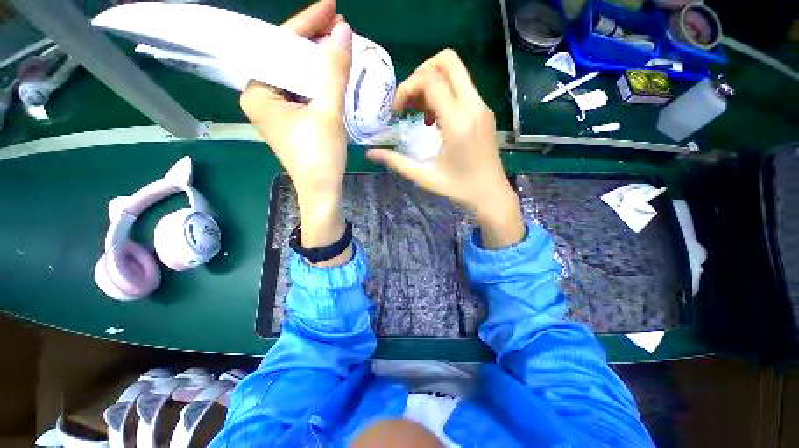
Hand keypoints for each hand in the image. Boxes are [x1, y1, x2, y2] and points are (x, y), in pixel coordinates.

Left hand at [240, 0, 351, 264]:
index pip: (280, 46)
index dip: (307, 24)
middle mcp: (261, 96)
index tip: (331, 7)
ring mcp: (276, 109)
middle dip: (314, 41)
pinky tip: (334, 71)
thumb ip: (334, 70)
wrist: (322, 191)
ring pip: (297, 74)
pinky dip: (320, 80)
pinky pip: (304, 90)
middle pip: (288, 58)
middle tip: (339, 26)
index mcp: (258, 92)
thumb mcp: (328, 112)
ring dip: (319, 60)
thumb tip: (344, 31)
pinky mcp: (291, 119)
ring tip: (340, 43)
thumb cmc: (321, 157)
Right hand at [367, 50, 524, 247]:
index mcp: (458, 121)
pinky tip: (436, 121)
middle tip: (408, 101)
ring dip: (432, 85)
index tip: (396, 111)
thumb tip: (370, 153)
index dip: (406, 88)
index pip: (429, 80)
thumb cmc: (459, 188)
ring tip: (420, 114)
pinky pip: (462, 89)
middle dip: (420, 73)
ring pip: (455, 73)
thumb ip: (396, 161)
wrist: (491, 194)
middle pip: (447, 61)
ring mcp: (482, 107)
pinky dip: (444, 94)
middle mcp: (473, 106)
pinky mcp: (484, 112)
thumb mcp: (424, 176)